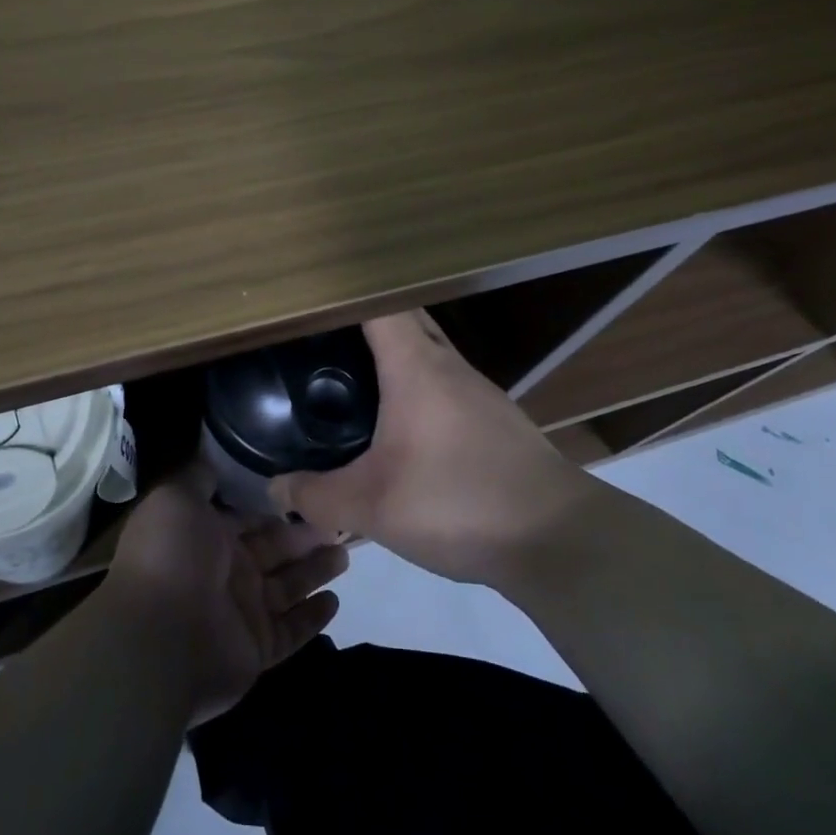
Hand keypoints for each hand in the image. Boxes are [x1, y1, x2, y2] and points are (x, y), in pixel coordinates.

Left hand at [104, 463, 347, 723]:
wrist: (158, 639)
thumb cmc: (170, 558)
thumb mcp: (177, 499)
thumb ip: (199, 479)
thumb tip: (214, 456)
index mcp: (205, 535)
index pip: (248, 516)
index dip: (276, 504)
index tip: (310, 486)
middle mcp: (225, 571)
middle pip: (274, 549)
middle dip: (304, 535)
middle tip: (340, 518)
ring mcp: (241, 612)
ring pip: (288, 586)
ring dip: (315, 570)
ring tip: (346, 552)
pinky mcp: (257, 648)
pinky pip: (291, 629)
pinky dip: (312, 617)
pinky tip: (335, 600)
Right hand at [270, 311, 579, 584]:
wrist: (560, 540)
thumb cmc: (458, 504)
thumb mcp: (371, 507)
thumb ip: (315, 497)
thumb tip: (275, 489)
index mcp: (417, 367)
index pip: (378, 304)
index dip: (342, 294)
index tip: (308, 302)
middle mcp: (450, 366)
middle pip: (404, 319)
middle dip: (363, 321)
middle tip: (319, 341)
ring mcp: (480, 392)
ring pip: (429, 352)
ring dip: (394, 355)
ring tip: (352, 378)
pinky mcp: (497, 420)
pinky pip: (446, 384)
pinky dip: (417, 387)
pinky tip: (401, 426)